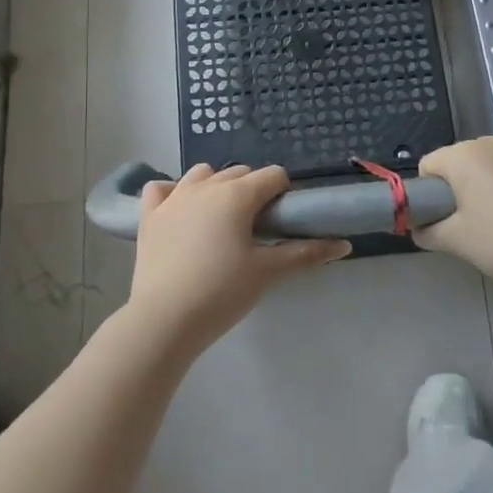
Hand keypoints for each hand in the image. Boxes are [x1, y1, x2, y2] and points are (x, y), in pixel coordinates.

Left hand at [129, 164, 351, 352]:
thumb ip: (306, 253)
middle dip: (253, 191)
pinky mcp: (149, 215)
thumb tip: (344, 244)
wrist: (164, 319)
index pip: (273, 175)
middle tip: (256, 229)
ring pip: (202, 174)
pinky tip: (180, 213)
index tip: (282, 221)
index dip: (283, 194)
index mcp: (237, 195)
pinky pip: (161, 188)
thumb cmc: (222, 292)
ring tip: (220, 221)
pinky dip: (173, 194)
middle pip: (240, 173)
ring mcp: (173, 197)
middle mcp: (205, 186)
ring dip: (216, 187)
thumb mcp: (268, 272)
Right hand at [413, 135, 492, 294]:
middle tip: (473, 218)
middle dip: (461, 181)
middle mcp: (491, 141)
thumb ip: (428, 232)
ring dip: (491, 174)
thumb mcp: (456, 242)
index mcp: (462, 157)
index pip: (429, 165)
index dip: (429, 191)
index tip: (443, 216)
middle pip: (462, 158)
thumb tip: (417, 229)